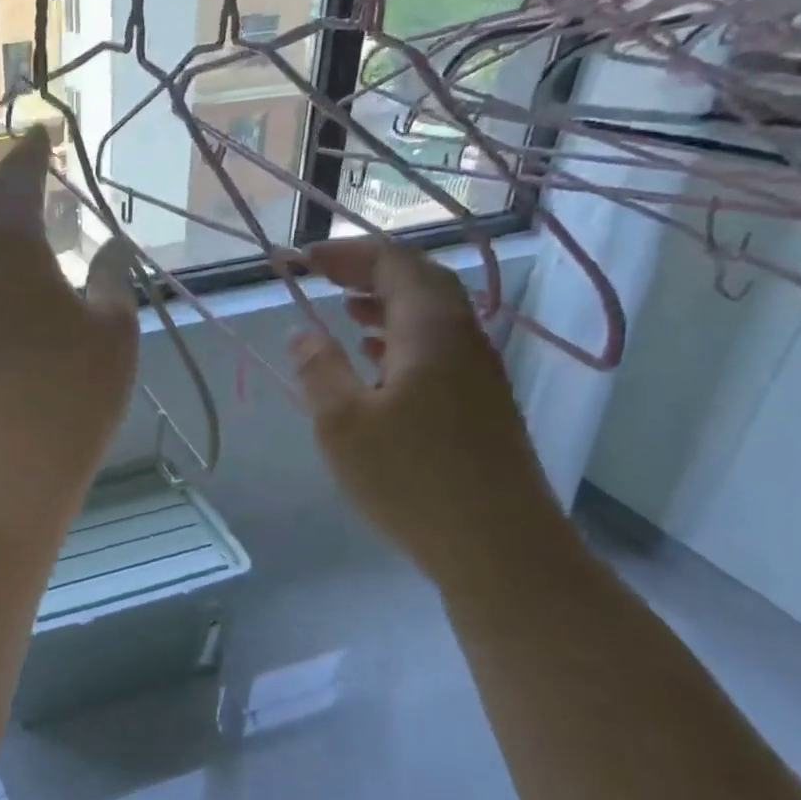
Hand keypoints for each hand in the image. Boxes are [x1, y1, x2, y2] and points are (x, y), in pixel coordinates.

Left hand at [0, 126, 138, 501]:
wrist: (10, 459)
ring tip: (22, 206)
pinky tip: (13, 265)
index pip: (17, 182)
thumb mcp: (113, 329)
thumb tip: (111, 245)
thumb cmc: (72, 390)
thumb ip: (111, 278)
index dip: (30, 153)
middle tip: (29, 162)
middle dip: (5, 177)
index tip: (43, 133)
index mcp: (13, 249)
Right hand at [291, 238, 562, 585]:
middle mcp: (463, 340)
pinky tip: (377, 364)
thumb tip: (302, 333)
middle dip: (369, 272)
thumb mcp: (343, 423)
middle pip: (421, 282)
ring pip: (432, 318)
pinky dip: (402, 340)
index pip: (395, 264)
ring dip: (387, 305)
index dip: (348, 254)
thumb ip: (319, 370)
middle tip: (324, 277)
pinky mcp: (480, 406)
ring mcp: (478, 374)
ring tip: (345, 311)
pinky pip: (438, 350)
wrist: (498, 545)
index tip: (304, 259)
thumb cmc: (411, 479)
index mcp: (432, 331)